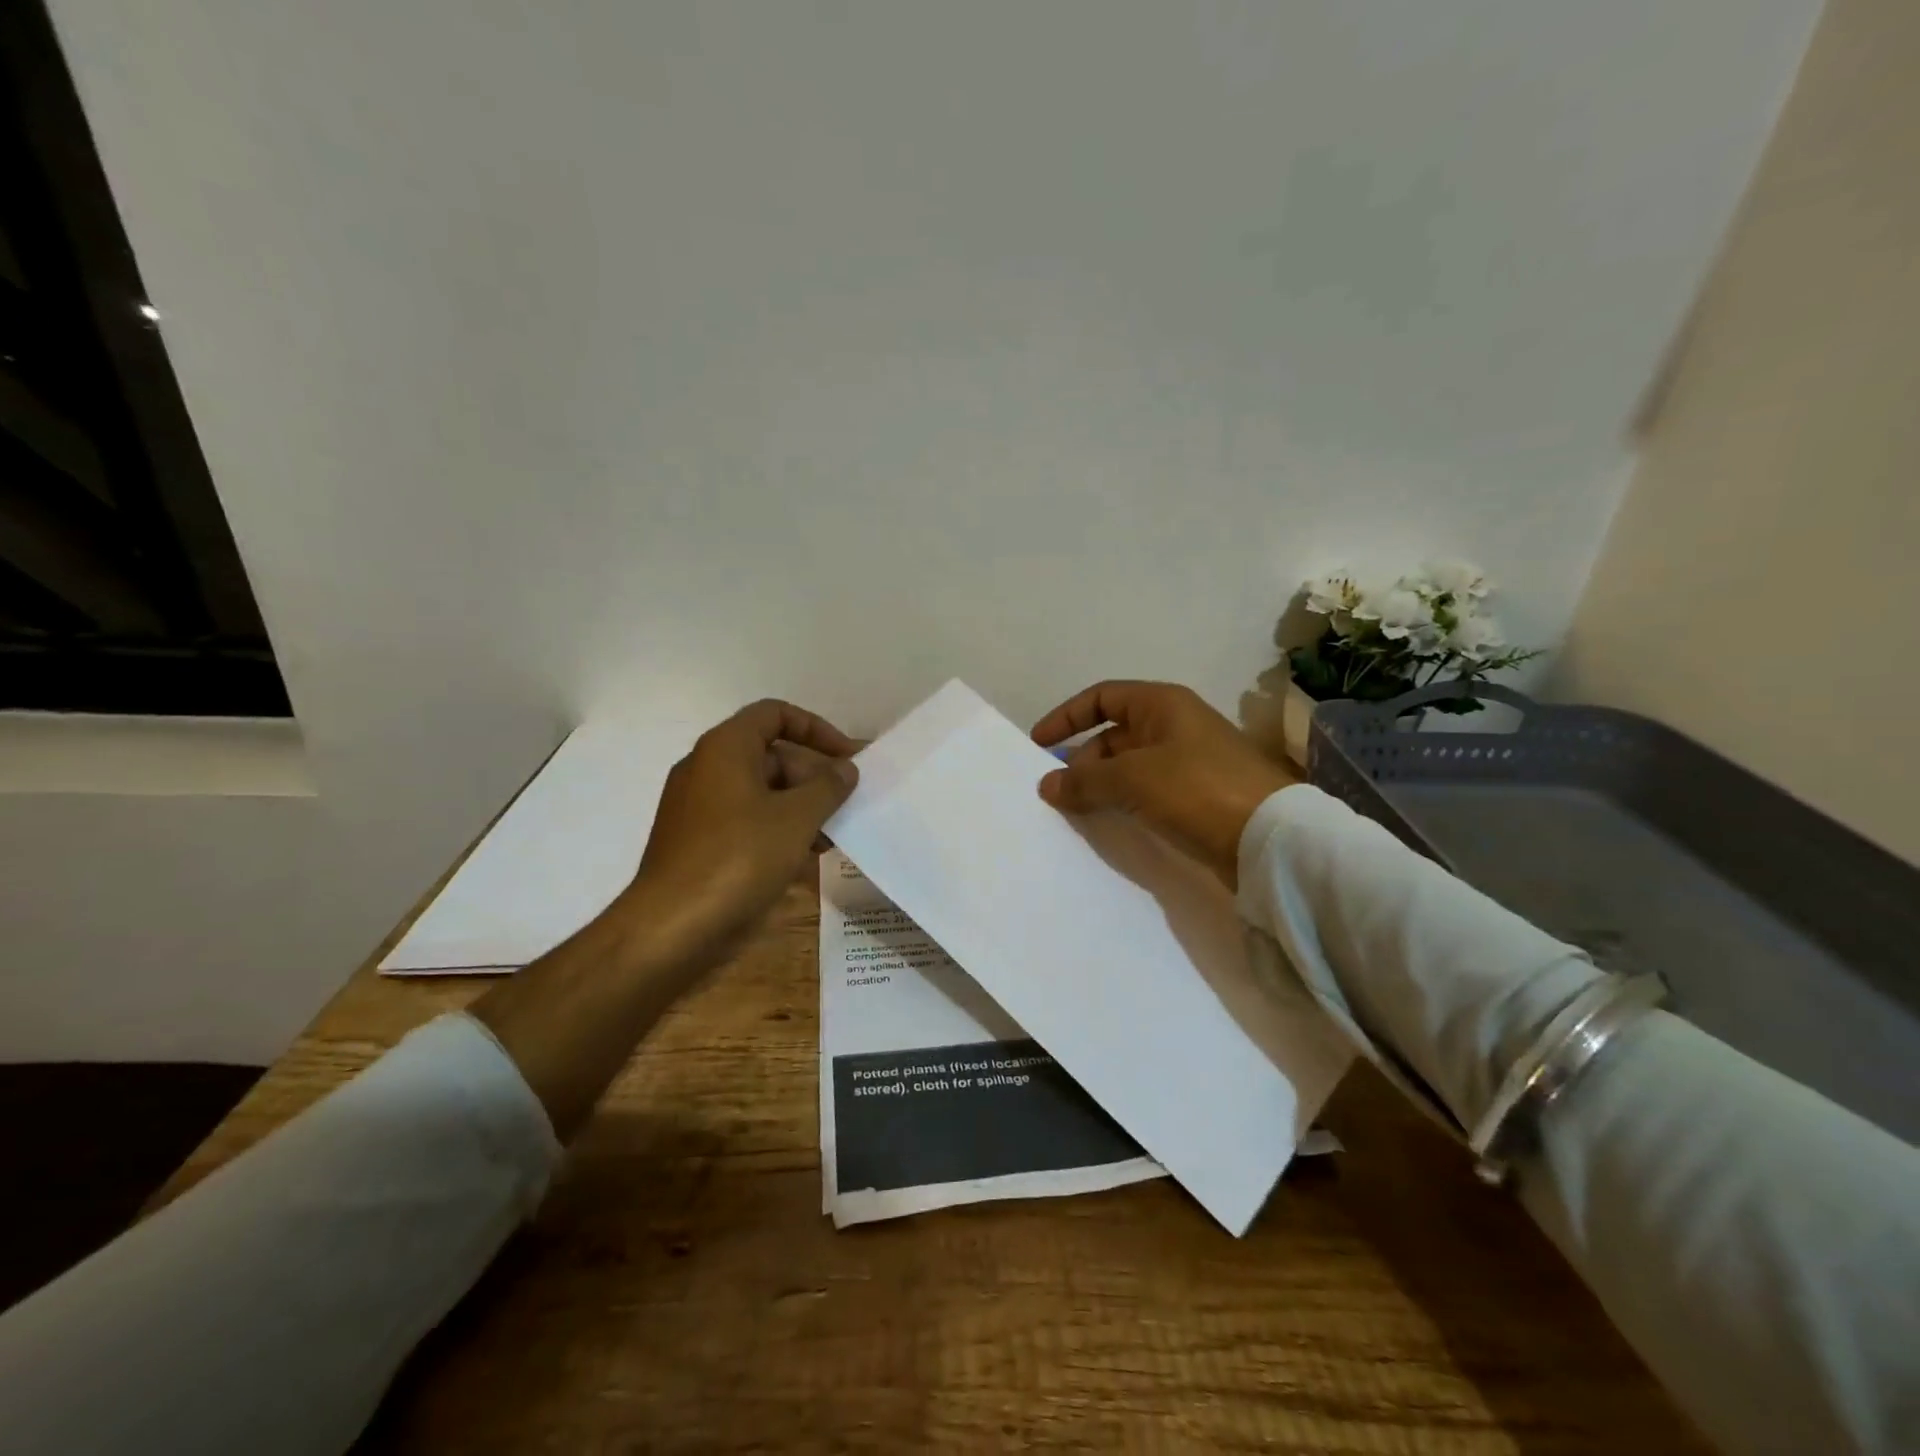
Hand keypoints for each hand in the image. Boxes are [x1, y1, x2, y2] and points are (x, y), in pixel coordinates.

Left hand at [621, 698, 859, 967]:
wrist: (672, 928)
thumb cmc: (738, 859)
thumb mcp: (796, 818)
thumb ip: (828, 786)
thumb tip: (845, 768)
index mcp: (725, 748)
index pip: (776, 714)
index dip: (817, 729)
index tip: (847, 758)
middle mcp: (708, 769)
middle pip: (772, 755)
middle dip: (814, 777)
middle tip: (849, 804)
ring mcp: (700, 807)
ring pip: (762, 793)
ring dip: (802, 808)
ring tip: (835, 835)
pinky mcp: (699, 843)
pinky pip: (747, 821)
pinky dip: (778, 830)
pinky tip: (807, 858)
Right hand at [1031, 680, 1297, 891]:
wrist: (1269, 837)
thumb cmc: (1195, 789)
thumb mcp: (1131, 778)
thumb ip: (1084, 780)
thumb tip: (1047, 785)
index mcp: (1161, 705)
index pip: (1102, 697)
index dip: (1067, 717)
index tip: (1039, 745)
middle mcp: (1175, 725)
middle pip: (1114, 734)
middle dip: (1082, 759)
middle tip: (1059, 791)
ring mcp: (1188, 761)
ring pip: (1129, 766)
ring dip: (1101, 783)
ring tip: (1077, 809)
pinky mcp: (1197, 795)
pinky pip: (1147, 790)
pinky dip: (1123, 800)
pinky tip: (1110, 821)